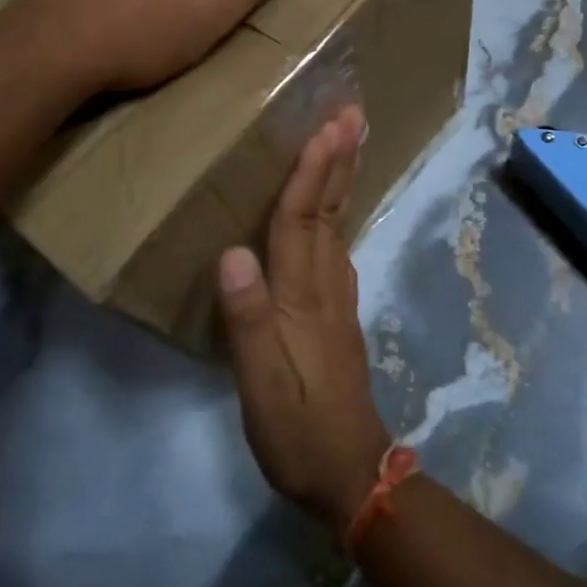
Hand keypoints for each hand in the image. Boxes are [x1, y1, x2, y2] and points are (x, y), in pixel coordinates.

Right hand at [219, 107, 391, 535]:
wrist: (350, 472)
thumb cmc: (297, 429)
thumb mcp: (261, 383)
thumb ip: (247, 318)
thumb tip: (233, 252)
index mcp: (303, 298)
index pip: (302, 222)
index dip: (311, 173)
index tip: (325, 128)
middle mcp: (326, 286)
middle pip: (331, 211)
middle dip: (340, 160)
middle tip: (353, 114)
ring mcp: (337, 299)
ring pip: (338, 224)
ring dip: (343, 179)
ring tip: (346, 142)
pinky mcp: (337, 313)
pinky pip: (336, 245)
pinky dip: (337, 212)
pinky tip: (333, 207)